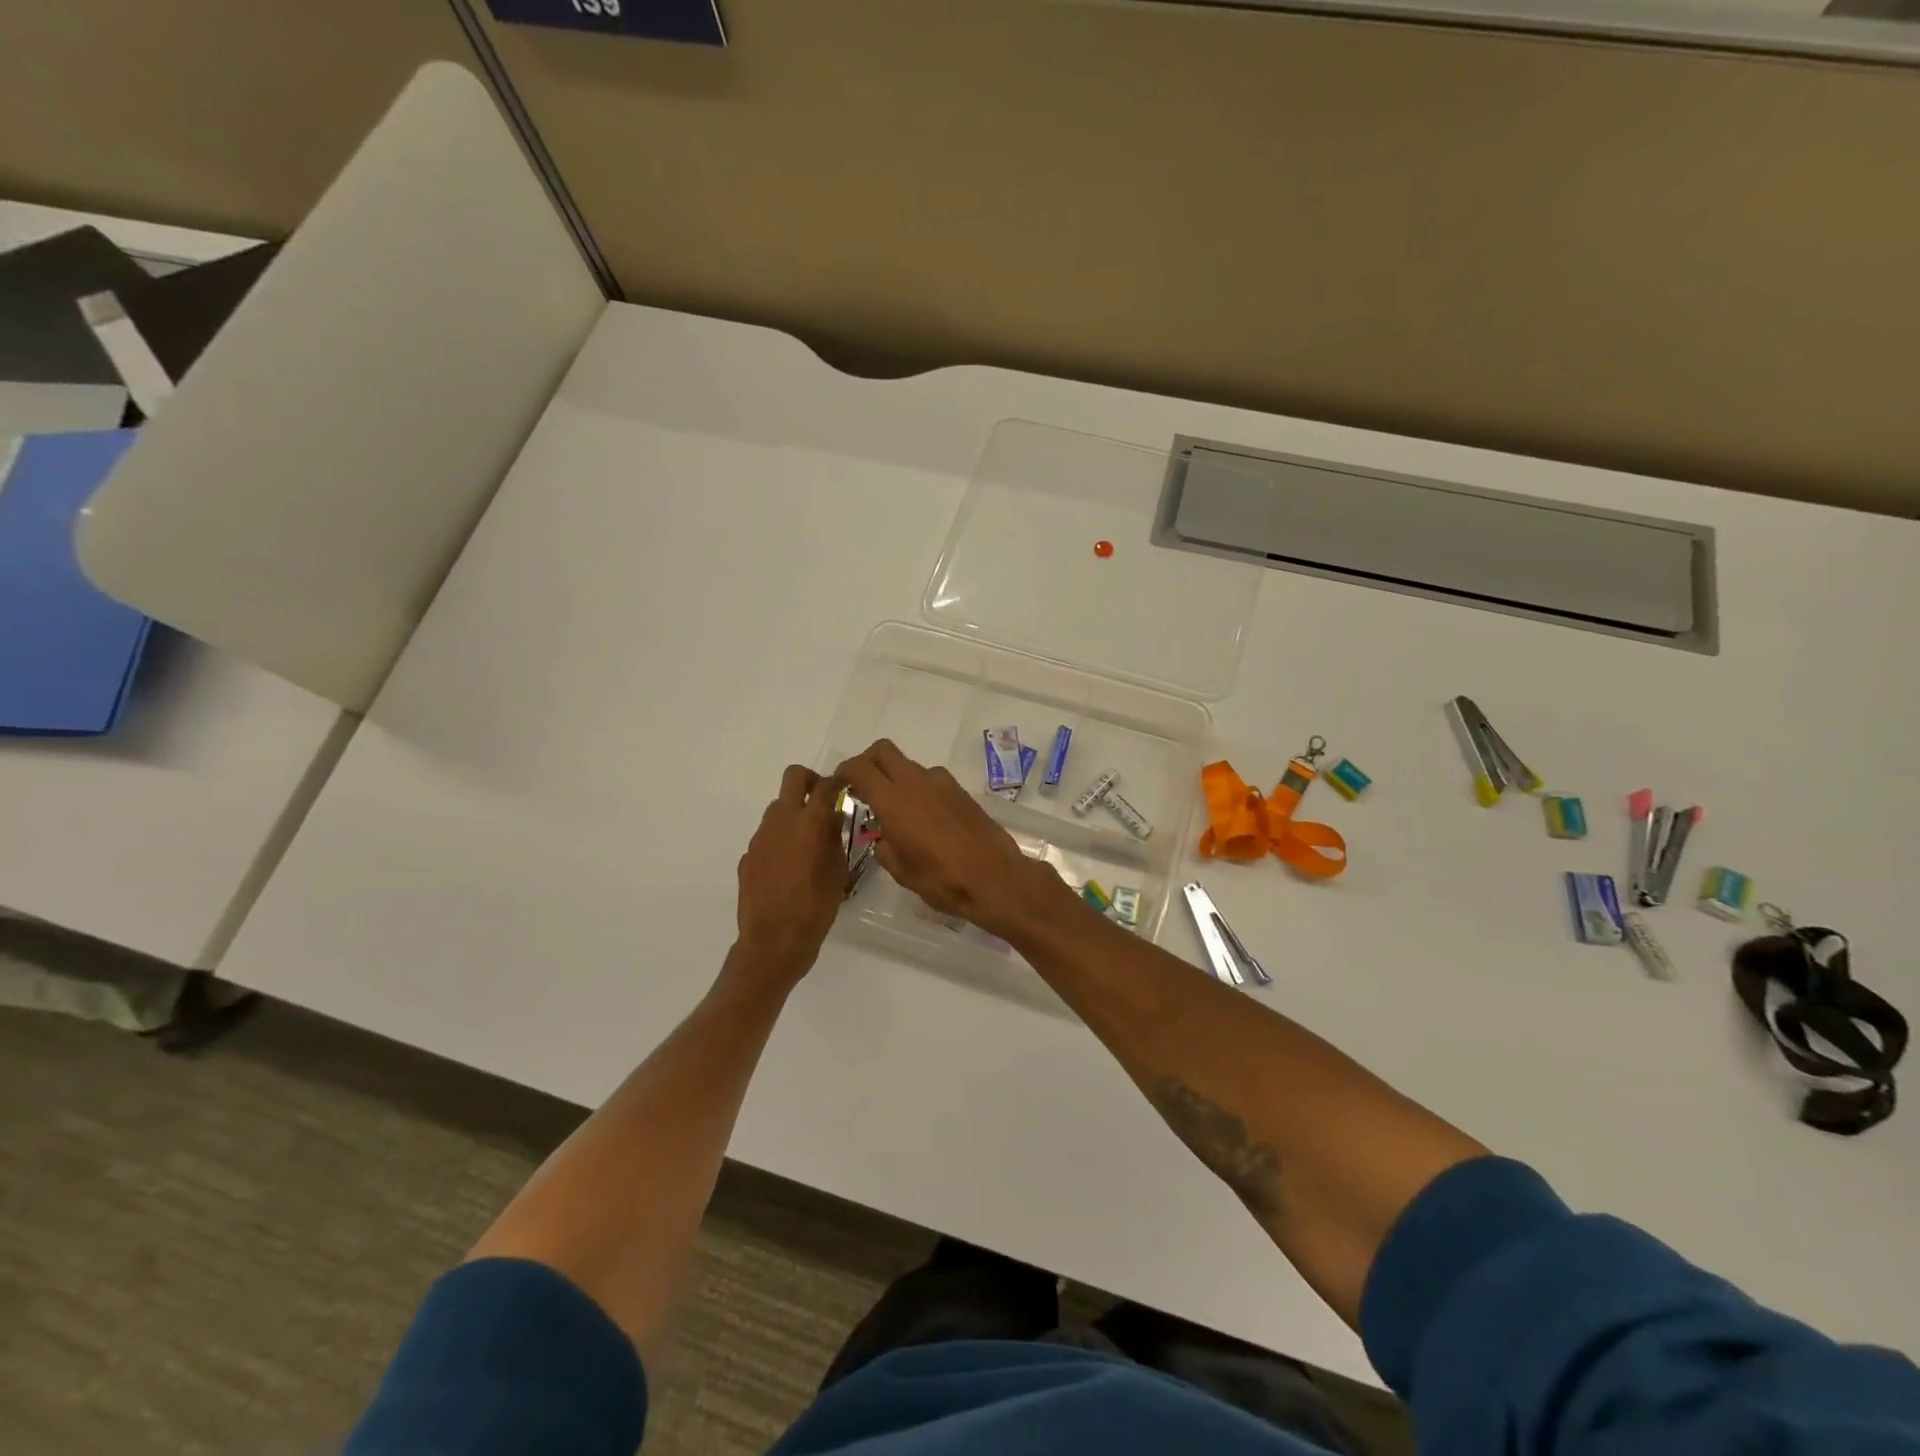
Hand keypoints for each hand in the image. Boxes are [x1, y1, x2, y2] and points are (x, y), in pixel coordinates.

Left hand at [732, 765, 846, 988]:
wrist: (774, 940)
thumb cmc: (816, 906)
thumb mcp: (838, 871)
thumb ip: (834, 838)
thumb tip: (832, 819)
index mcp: (809, 823)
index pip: (825, 785)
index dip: (838, 781)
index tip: (845, 787)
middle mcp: (781, 821)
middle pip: (793, 777)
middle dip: (809, 781)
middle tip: (822, 800)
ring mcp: (760, 837)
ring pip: (777, 807)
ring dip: (793, 813)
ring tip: (807, 841)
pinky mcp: (748, 856)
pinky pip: (767, 836)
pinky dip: (780, 840)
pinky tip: (789, 867)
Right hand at [834, 740, 1069, 940]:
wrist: (994, 878)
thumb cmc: (941, 879)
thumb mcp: (901, 871)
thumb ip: (884, 847)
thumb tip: (883, 837)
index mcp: (894, 801)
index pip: (860, 768)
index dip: (844, 771)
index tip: (839, 784)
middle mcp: (916, 783)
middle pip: (884, 751)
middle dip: (868, 762)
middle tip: (863, 786)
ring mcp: (941, 783)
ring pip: (909, 765)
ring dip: (896, 777)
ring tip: (897, 809)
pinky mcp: (960, 791)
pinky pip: (931, 779)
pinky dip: (919, 788)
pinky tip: (925, 817)